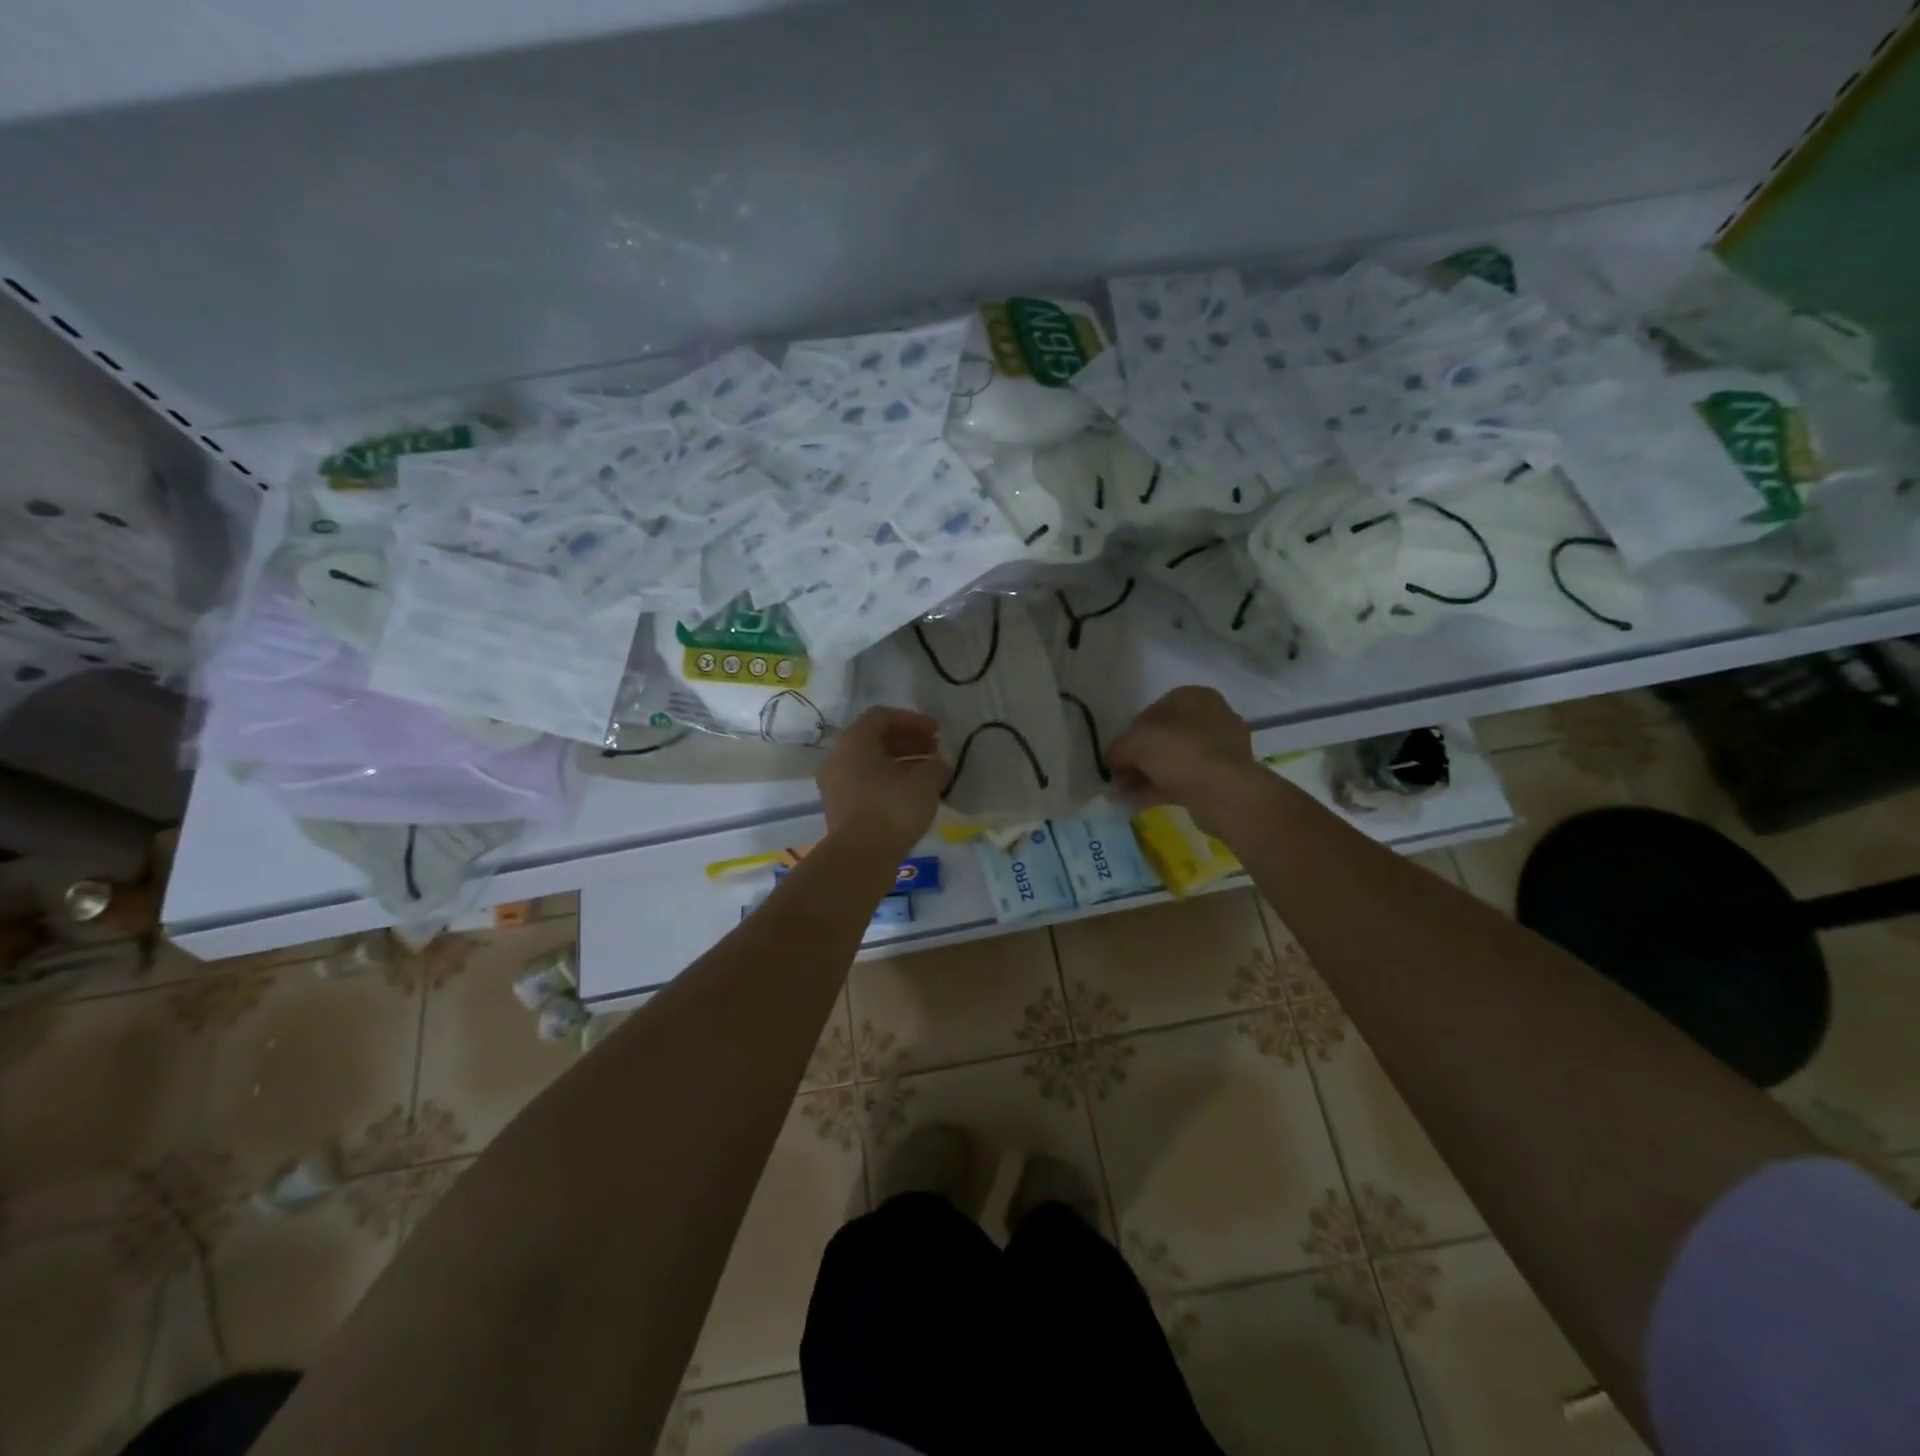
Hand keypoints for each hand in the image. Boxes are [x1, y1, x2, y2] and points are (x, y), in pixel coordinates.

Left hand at [817, 707, 949, 858]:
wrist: (861, 857)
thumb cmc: (893, 808)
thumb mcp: (926, 781)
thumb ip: (936, 765)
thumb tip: (939, 764)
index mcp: (854, 740)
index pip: (883, 716)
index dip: (913, 720)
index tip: (937, 732)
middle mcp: (839, 757)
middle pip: (875, 738)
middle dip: (908, 741)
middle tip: (935, 750)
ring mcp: (835, 784)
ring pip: (870, 763)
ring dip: (901, 762)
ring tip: (929, 773)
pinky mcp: (840, 807)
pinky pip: (866, 783)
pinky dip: (889, 781)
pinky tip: (912, 794)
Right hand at [1107, 687, 1258, 827]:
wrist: (1225, 792)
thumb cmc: (1179, 752)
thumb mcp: (1135, 742)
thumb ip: (1117, 748)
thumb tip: (1110, 760)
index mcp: (1194, 696)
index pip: (1152, 710)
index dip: (1130, 733)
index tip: (1117, 754)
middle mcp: (1212, 717)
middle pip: (1164, 737)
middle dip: (1138, 758)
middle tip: (1118, 777)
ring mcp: (1221, 749)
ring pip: (1174, 760)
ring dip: (1147, 776)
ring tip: (1123, 794)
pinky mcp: (1224, 777)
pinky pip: (1186, 779)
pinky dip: (1162, 788)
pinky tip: (1140, 802)